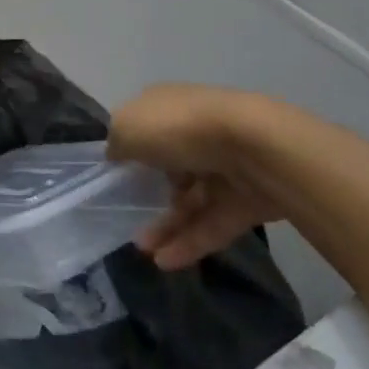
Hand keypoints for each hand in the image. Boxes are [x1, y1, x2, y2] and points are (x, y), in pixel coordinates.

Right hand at [108, 85, 285, 270]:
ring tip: (144, 251)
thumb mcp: (127, 128)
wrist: (255, 148)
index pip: (145, 127)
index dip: (128, 149)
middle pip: (168, 166)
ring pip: (189, 200)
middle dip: (147, 194)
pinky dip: (189, 243)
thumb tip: (116, 155)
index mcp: (168, 107)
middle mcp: (195, 132)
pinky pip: (211, 223)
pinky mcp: (245, 200)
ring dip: (165, 226)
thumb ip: (116, 144)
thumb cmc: (179, 128)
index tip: (113, 176)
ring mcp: (223, 166)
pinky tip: (166, 262)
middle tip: (126, 217)